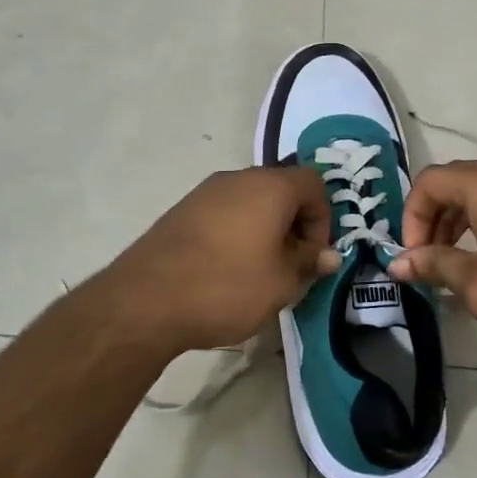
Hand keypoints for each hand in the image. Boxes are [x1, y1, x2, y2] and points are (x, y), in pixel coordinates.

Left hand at [97, 167, 339, 353]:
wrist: (147, 299)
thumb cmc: (228, 286)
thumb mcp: (282, 282)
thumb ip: (310, 263)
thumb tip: (329, 255)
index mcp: (270, 186)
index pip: (313, 183)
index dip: (323, 218)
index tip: (314, 255)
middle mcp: (238, 178)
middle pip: (280, 189)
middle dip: (293, 225)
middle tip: (291, 265)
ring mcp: (205, 192)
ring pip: (250, 202)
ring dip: (264, 230)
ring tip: (259, 272)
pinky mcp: (182, 211)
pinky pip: (223, 213)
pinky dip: (236, 233)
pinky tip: (226, 270)